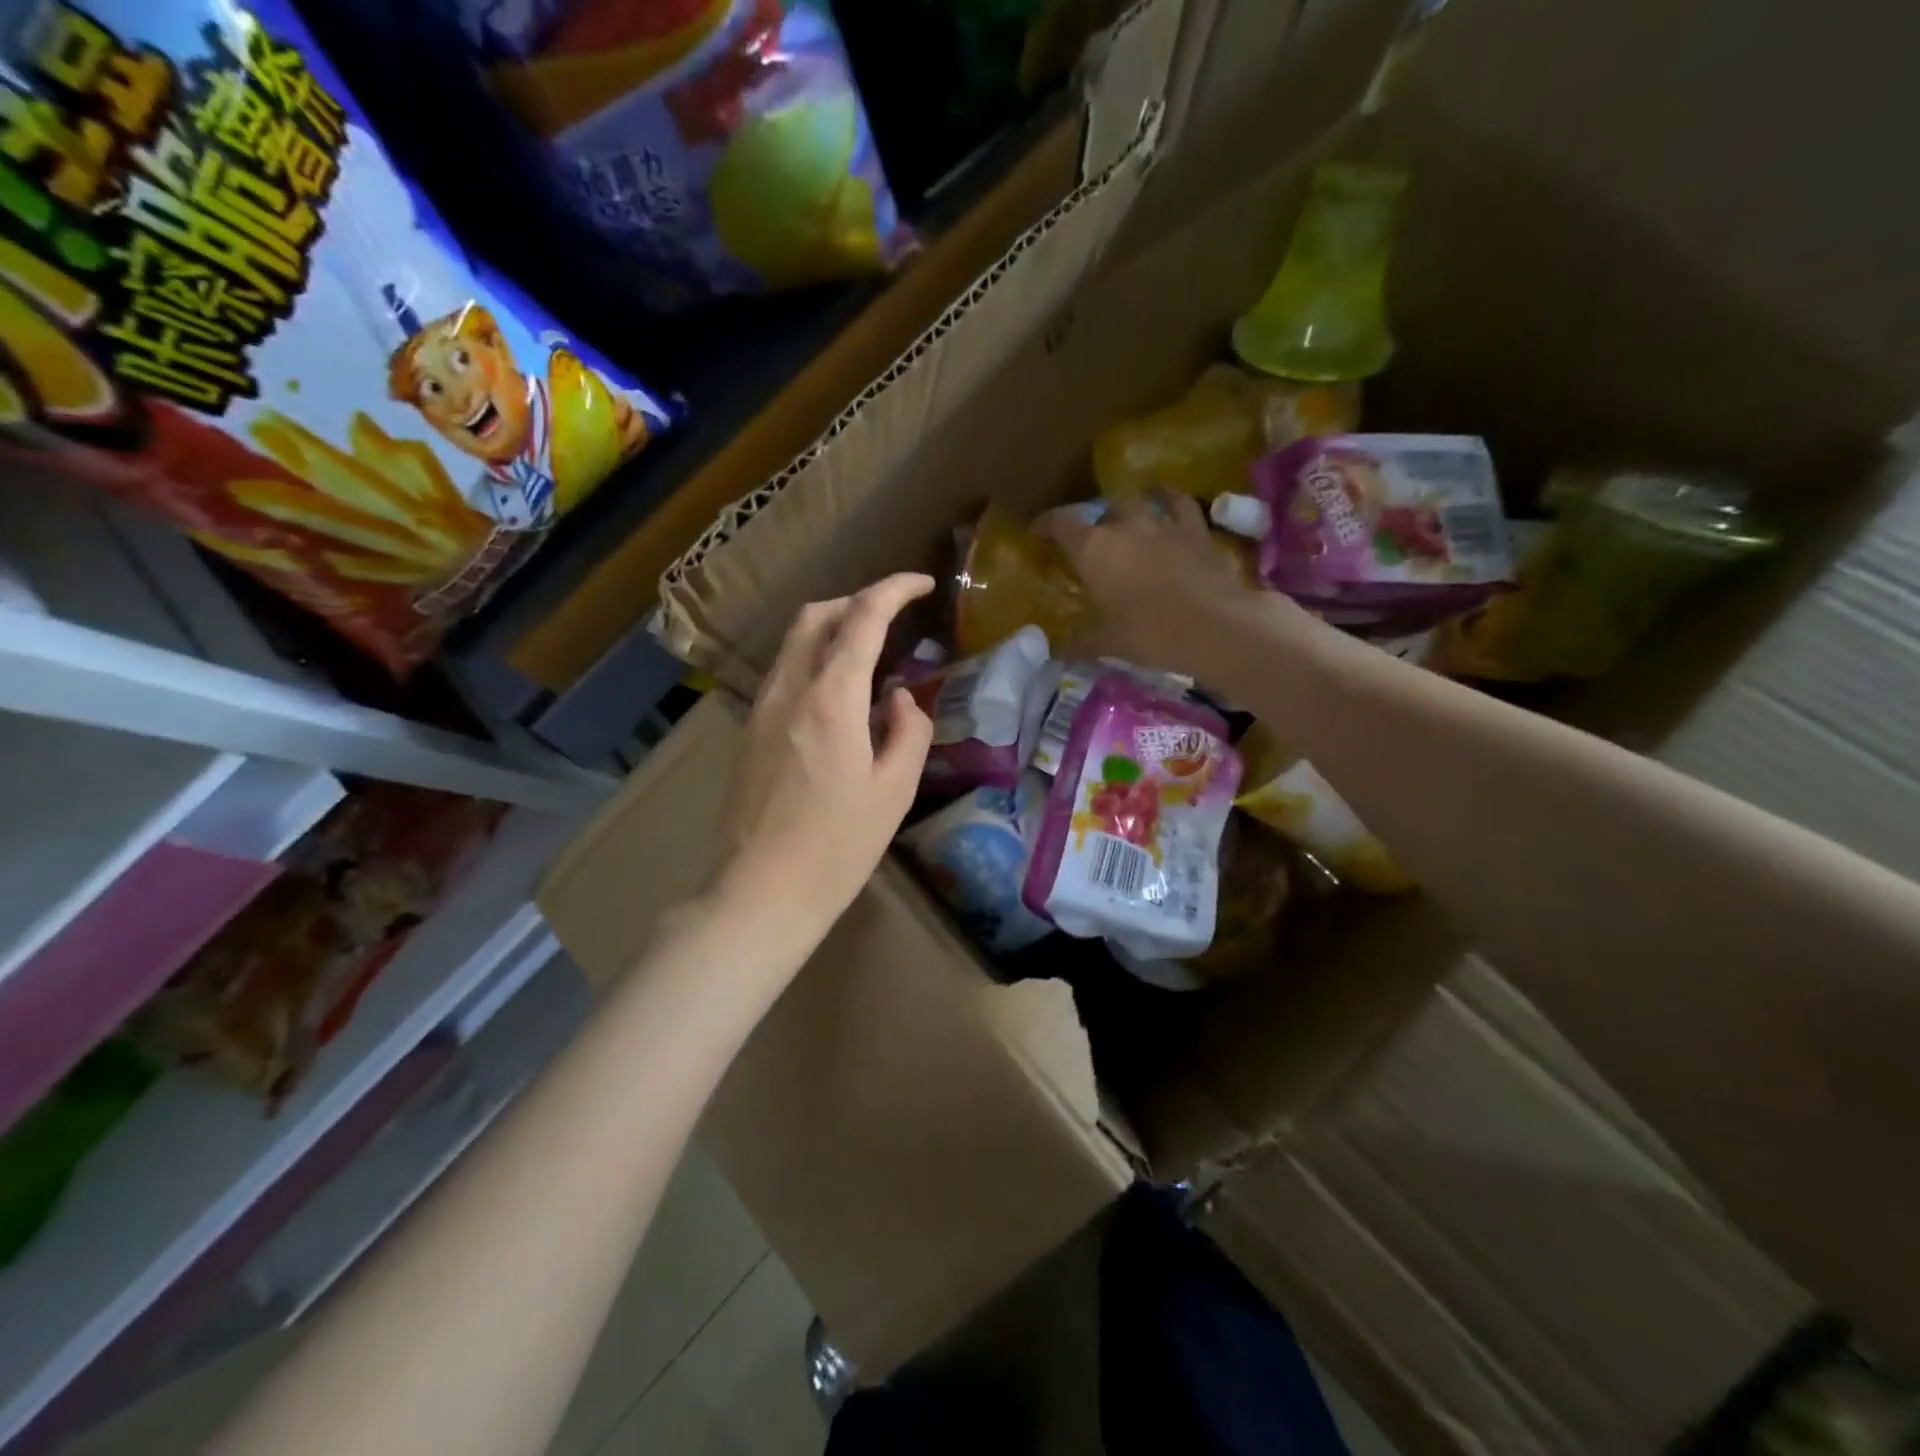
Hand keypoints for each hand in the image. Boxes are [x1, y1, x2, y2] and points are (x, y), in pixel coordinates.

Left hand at [715, 573, 935, 937]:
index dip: (894, 590)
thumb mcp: (894, 790)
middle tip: (895, 616)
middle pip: (817, 616)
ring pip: (794, 642)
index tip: (923, 583)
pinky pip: (784, 673)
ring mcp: (762, 709)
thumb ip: (908, 731)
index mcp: (831, 698)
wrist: (760, 892)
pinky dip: (815, 660)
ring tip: (871, 652)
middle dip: (858, 601)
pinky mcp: (749, 731)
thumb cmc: (837, 847)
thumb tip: (902, 699)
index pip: (863, 617)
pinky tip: (839, 694)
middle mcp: (789, 689)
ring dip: (832, 629)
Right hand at [1037, 493, 1285, 674]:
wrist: (1214, 626)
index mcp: (1093, 548)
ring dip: (1127, 511)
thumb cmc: (1149, 633)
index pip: (1060, 523)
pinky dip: (1169, 501)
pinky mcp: (1195, 530)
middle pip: (1100, 511)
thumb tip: (1055, 652)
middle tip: (1090, 544)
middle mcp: (1124, 525)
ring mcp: (1162, 523)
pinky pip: (1179, 504)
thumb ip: (1078, 642)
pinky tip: (1167, 504)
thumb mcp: (1105, 642)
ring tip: (1125, 523)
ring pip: (1137, 502)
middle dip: (1091, 523)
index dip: (1045, 525)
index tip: (1037, 533)